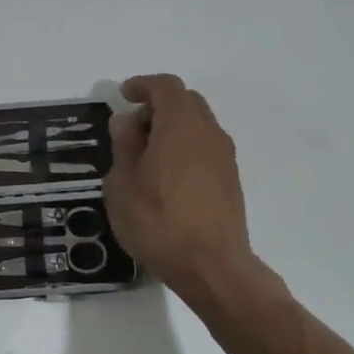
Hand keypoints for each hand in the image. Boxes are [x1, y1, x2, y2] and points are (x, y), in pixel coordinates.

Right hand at [104, 74, 263, 301]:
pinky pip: (205, 146)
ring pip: (198, 124)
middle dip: (158, 105)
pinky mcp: (231, 179)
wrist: (212, 268)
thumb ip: (124, 144)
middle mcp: (208, 132)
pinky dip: (185, 146)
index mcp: (180, 125)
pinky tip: (167, 177)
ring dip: (173, 127)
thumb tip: (127, 120)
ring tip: (147, 156)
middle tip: (133, 128)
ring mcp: (224, 156)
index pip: (165, 86)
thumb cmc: (158, 222)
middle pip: (186, 101)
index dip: (142, 85)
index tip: (123, 96)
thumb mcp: (122, 184)